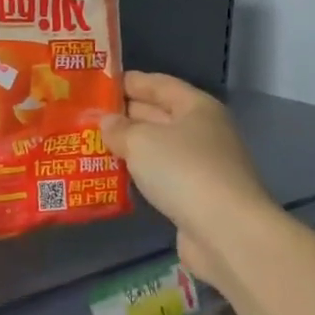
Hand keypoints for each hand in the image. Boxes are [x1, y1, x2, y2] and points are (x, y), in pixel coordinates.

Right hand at [101, 73, 274, 279]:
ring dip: (130, 146)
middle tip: (87, 116)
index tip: (99, 84)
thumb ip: (119, 129)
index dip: (129, 81)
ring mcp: (203, 165)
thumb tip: (106, 122)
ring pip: (159, 147)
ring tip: (94, 143)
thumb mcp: (141, 141)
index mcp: (197, 107)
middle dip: (125, 114)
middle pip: (159, 114)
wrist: (226, 232)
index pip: (159, 84)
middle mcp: (203, 131)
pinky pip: (162, 175)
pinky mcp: (197, 196)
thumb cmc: (184, 171)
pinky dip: (140, 172)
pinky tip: (115, 175)